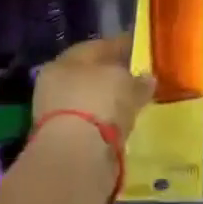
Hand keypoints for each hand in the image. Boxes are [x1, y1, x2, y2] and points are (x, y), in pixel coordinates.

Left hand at [33, 34, 155, 137]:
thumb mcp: (126, 83)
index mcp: (65, 61)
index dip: (121, 47)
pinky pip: (91, 124)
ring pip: (89, 100)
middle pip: (90, 75)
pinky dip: (106, 122)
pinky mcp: (63, 141)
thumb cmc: (98, 103)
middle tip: (139, 78)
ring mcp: (55, 114)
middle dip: (113, 76)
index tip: (141, 50)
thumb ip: (138, 80)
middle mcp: (54, 84)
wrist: (75, 156)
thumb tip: (148, 78)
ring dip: (108, 101)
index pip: (97, 47)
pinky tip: (122, 124)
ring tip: (134, 103)